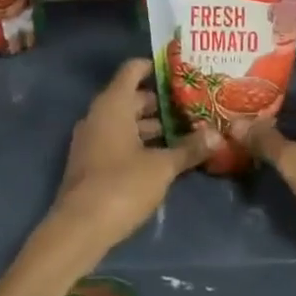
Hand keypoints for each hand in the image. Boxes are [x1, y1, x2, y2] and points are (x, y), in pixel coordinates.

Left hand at [46, 59, 211, 258]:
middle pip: (131, 97)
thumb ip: (188, 149)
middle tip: (192, 105)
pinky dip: (139, 142)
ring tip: (185, 131)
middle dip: (160, 101)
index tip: (181, 72)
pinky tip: (163, 156)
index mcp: (113, 104)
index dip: (155, 67)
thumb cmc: (121, 186)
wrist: (79, 228)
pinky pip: (118, 140)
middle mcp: (99, 115)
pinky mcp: (91, 162)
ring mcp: (92, 139)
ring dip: (151, 125)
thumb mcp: (162, 167)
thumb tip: (216, 135)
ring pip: (125, 121)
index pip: (133, 69)